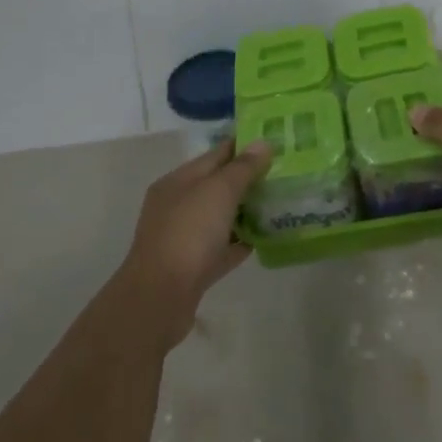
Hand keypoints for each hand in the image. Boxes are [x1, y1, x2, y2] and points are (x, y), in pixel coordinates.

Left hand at [114, 138, 273, 348]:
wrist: (159, 299)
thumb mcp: (219, 191)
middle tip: (283, 176)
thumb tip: (262, 143)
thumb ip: (243, 167)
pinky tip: (261, 241)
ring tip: (277, 206)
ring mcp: (182, 238)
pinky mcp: (191, 269)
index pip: (216, 154)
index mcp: (178, 181)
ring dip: (245, 212)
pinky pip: (220, 249)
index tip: (275, 143)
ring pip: (219, 218)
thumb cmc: (189, 233)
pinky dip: (238, 243)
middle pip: (218, 186)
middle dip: (248, 180)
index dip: (245, 146)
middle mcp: (177, 205)